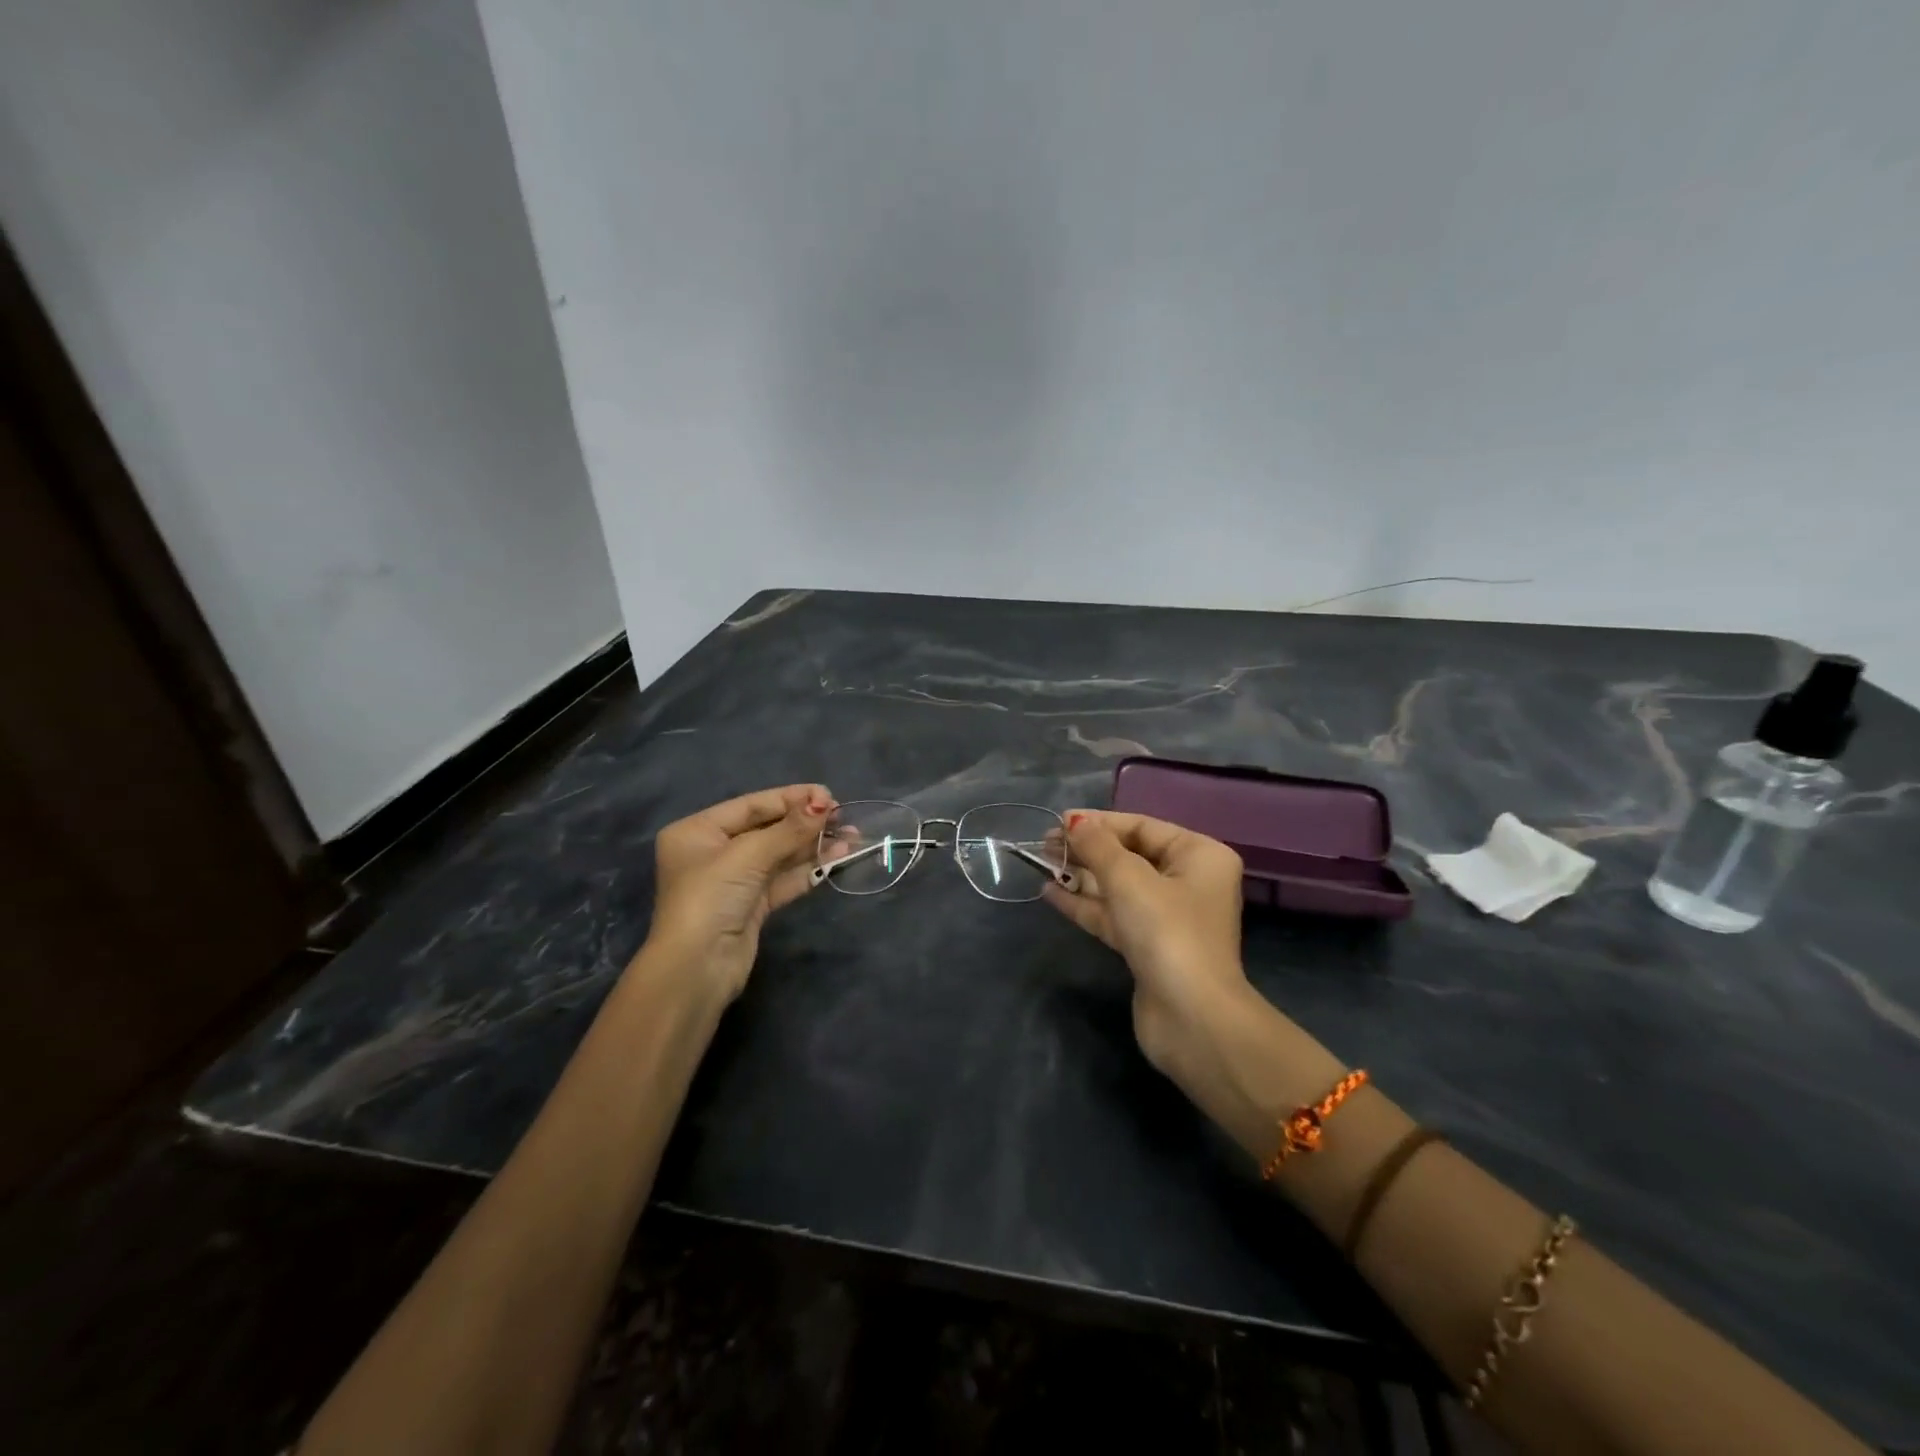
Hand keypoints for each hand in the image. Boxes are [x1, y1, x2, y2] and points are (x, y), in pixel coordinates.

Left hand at [646, 784, 835, 999]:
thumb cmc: (711, 898)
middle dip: (806, 823)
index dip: (791, 798)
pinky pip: (784, 879)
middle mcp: (714, 852)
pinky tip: (837, 858)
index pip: (752, 805)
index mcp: (698, 831)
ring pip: (780, 855)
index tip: (828, 795)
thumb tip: (824, 803)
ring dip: (814, 846)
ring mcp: (734, 880)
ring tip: (852, 836)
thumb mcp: (748, 855)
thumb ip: (789, 829)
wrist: (696, 970)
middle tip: (844, 816)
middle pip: (768, 829)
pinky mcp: (752, 905)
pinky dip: (809, 869)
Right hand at [1043, 811, 1250, 1071]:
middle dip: (1087, 849)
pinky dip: (1084, 903)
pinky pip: (1113, 914)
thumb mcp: (1128, 878)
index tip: (1059, 820)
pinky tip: (1050, 892)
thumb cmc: (1166, 932)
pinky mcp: (1148, 947)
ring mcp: (1168, 917)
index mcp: (1199, 856)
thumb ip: (1097, 846)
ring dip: (1081, 875)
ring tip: (1041, 861)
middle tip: (1044, 842)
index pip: (1143, 827)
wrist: (1190, 1016)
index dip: (1100, 822)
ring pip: (1118, 887)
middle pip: (1130, 855)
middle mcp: (1188, 882)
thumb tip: (1075, 823)